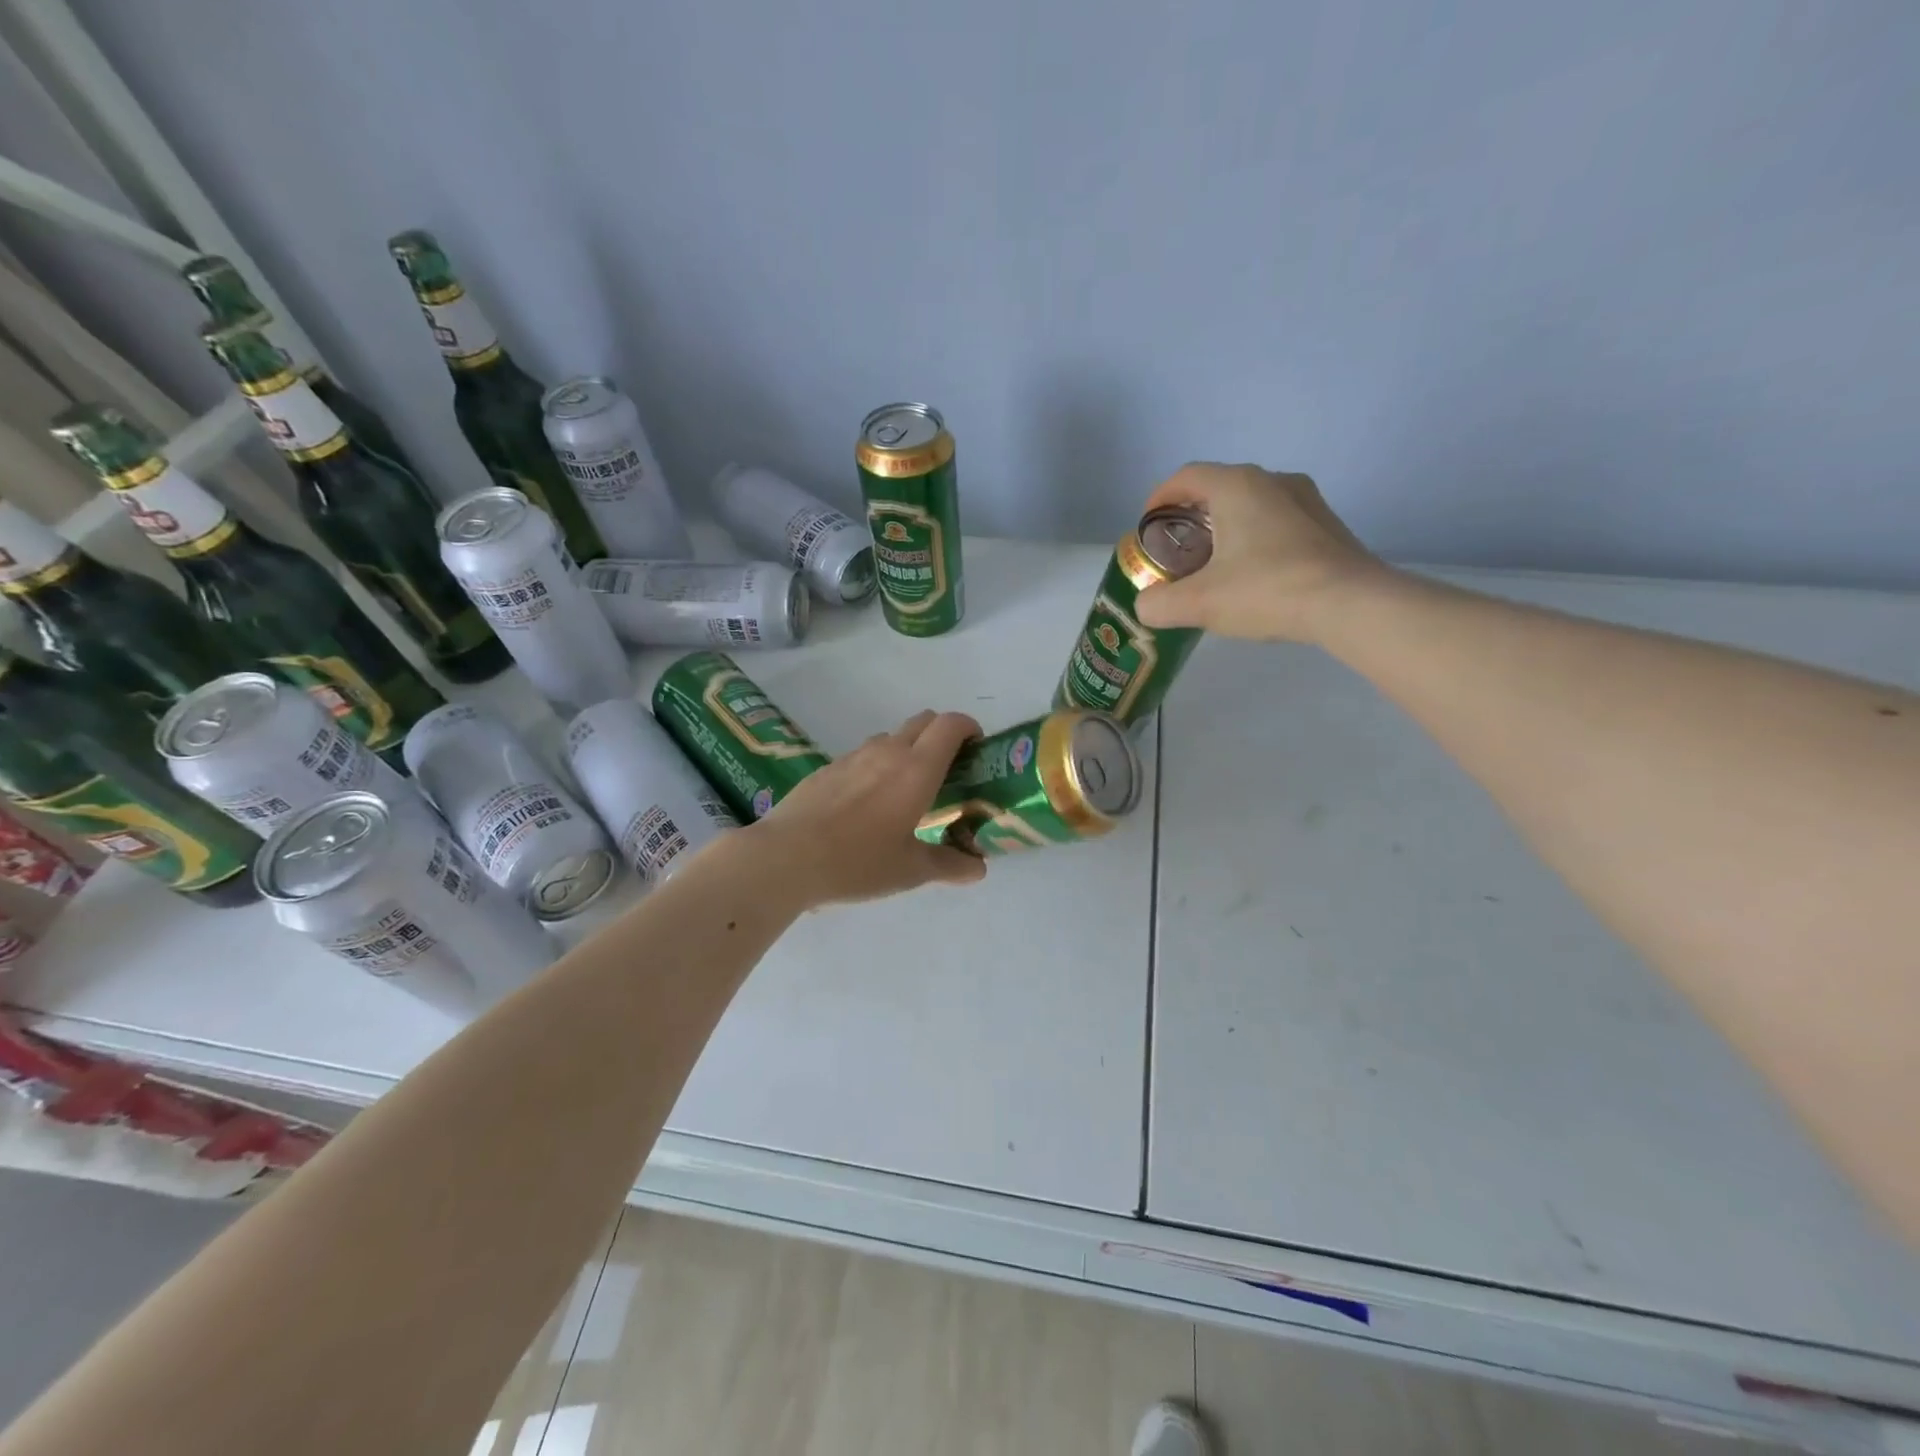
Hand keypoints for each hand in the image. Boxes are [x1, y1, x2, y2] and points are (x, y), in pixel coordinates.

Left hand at [752, 710, 987, 905]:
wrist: (785, 858)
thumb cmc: (857, 862)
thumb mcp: (910, 871)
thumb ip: (949, 865)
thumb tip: (978, 869)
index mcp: (916, 769)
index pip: (951, 724)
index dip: (969, 728)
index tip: (976, 750)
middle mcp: (887, 751)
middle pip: (923, 721)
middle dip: (941, 736)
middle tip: (947, 773)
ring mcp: (853, 756)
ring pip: (890, 737)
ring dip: (907, 751)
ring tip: (905, 792)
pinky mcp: (827, 768)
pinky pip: (862, 756)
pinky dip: (876, 767)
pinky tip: (865, 806)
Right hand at [1133, 463, 1388, 643]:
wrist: (1349, 605)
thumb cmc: (1266, 590)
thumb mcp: (1199, 603)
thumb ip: (1160, 604)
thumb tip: (1146, 606)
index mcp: (1236, 486)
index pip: (1187, 476)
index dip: (1160, 498)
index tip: (1148, 525)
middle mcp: (1272, 480)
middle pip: (1219, 487)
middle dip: (1191, 515)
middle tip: (1176, 548)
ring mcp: (1305, 500)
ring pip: (1251, 503)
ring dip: (1226, 526)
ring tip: (1213, 562)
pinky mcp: (1326, 525)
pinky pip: (1277, 521)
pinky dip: (1255, 537)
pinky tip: (1253, 573)